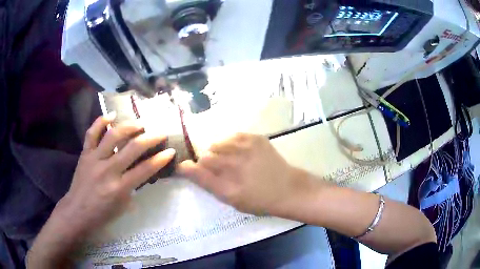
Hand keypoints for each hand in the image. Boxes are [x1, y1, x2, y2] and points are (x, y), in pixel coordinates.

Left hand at [55, 113, 175, 235]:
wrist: (77, 212)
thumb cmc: (102, 214)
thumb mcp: (122, 206)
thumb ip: (132, 188)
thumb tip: (140, 171)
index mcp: (119, 188)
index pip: (145, 170)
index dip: (160, 159)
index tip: (171, 151)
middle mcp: (108, 170)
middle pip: (132, 148)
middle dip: (150, 138)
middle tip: (160, 132)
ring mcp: (94, 159)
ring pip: (113, 135)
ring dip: (129, 126)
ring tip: (140, 123)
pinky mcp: (85, 154)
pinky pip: (91, 133)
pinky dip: (100, 121)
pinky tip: (111, 115)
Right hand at [179, 133, 307, 215]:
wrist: (287, 189)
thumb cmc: (258, 200)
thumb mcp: (231, 199)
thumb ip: (208, 184)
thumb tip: (187, 168)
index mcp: (227, 187)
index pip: (196, 171)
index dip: (189, 169)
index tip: (187, 169)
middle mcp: (234, 165)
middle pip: (205, 156)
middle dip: (206, 162)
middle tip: (219, 169)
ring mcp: (246, 148)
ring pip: (216, 144)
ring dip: (218, 152)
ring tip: (231, 160)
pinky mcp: (255, 138)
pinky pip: (231, 137)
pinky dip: (231, 145)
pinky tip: (241, 153)